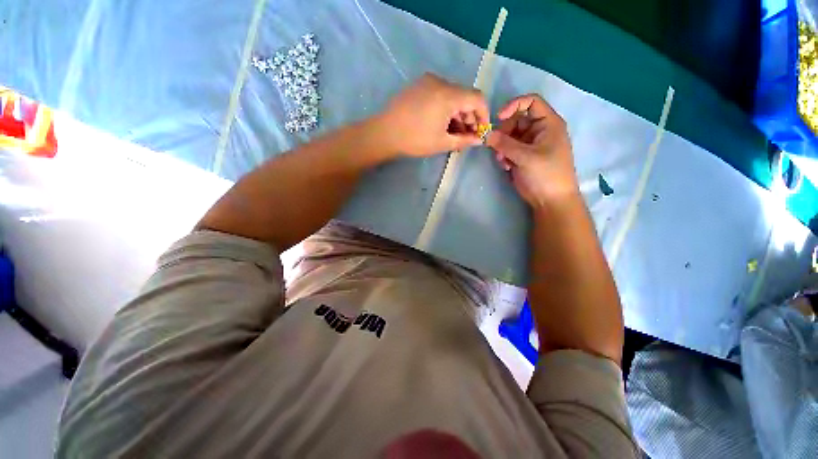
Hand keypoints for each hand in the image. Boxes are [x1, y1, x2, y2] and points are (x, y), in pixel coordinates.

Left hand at [375, 73, 488, 156]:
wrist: (385, 133)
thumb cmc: (415, 140)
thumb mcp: (442, 143)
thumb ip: (464, 140)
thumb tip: (478, 140)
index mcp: (448, 95)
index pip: (477, 98)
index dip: (484, 115)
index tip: (481, 131)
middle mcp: (440, 82)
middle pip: (464, 96)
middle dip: (469, 117)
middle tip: (466, 136)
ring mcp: (428, 81)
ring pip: (452, 96)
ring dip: (457, 114)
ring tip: (453, 133)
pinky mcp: (419, 85)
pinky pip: (440, 94)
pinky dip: (446, 108)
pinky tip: (441, 123)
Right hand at [485, 94, 577, 206]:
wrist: (550, 199)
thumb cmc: (545, 174)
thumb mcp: (525, 157)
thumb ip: (505, 144)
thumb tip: (487, 135)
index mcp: (547, 123)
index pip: (531, 102)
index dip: (514, 106)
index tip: (499, 118)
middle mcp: (538, 130)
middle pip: (516, 121)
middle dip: (504, 133)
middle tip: (498, 148)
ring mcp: (529, 144)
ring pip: (509, 137)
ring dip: (502, 147)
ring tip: (503, 161)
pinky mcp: (522, 157)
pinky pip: (508, 149)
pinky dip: (504, 156)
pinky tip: (506, 167)